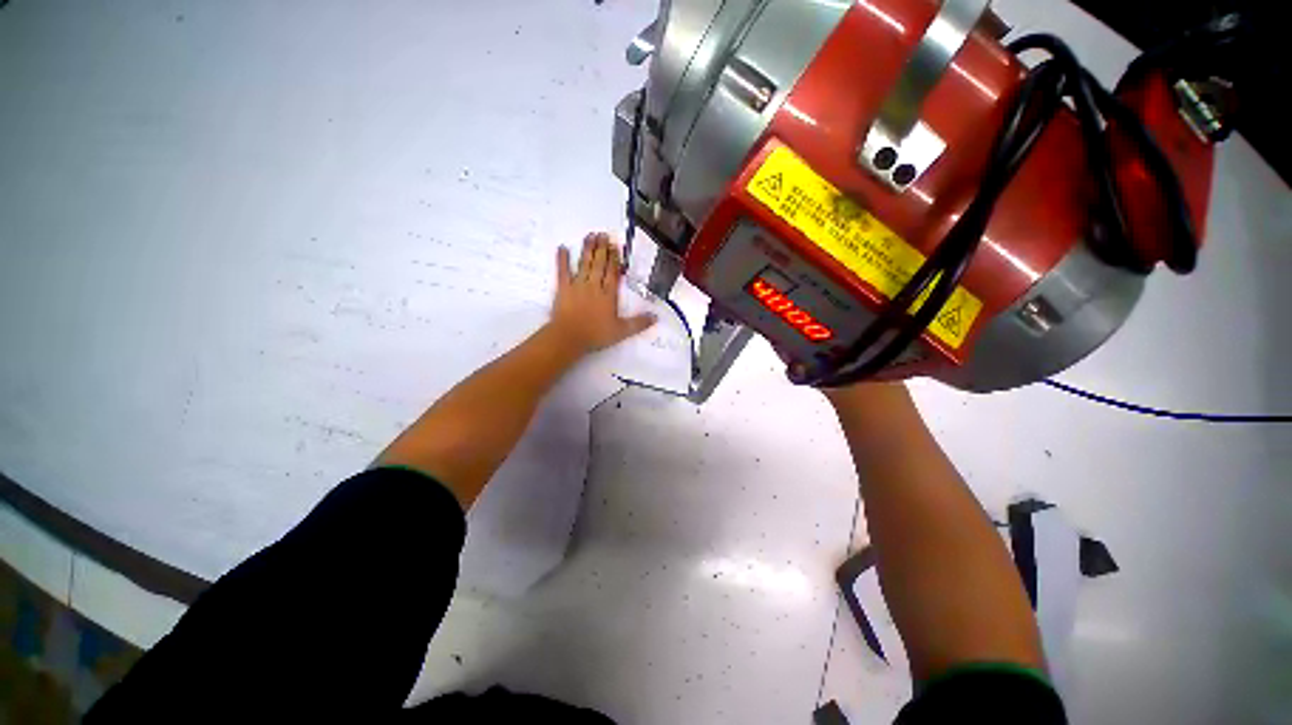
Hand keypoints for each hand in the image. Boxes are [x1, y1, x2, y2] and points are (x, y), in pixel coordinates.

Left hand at [547, 232, 655, 354]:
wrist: (569, 337)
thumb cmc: (596, 335)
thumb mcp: (622, 332)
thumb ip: (639, 323)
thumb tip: (656, 317)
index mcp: (608, 294)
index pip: (613, 272)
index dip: (615, 258)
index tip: (615, 245)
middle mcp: (594, 285)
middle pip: (599, 263)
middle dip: (602, 248)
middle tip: (603, 234)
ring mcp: (577, 285)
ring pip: (584, 263)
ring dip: (587, 249)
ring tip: (590, 235)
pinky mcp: (563, 289)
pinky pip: (562, 271)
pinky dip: (562, 259)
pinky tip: (563, 247)